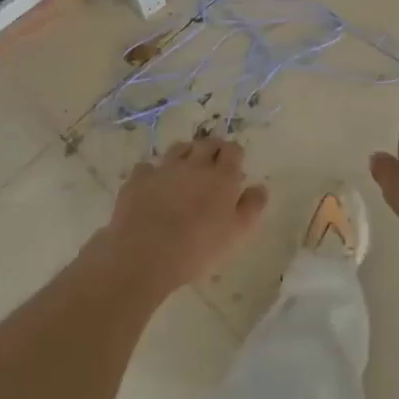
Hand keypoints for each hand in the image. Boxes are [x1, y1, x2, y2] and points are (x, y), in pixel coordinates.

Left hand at [102, 137, 268, 295]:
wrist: (145, 254)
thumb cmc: (198, 248)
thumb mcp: (237, 233)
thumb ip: (252, 207)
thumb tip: (260, 187)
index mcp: (222, 176)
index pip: (233, 150)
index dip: (234, 155)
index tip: (235, 166)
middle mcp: (194, 165)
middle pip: (207, 144)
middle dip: (213, 150)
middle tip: (213, 166)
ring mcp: (164, 169)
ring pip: (179, 149)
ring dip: (186, 154)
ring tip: (186, 170)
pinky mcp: (138, 179)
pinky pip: (148, 167)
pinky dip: (153, 172)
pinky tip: (153, 185)